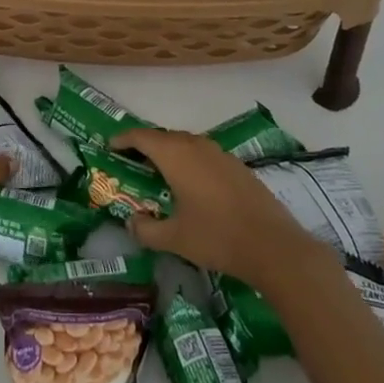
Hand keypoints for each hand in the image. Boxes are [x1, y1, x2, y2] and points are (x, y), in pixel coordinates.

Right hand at [112, 127, 321, 291]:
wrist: (273, 245)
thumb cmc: (217, 237)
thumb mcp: (174, 239)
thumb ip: (146, 230)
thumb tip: (131, 223)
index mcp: (176, 156)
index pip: (142, 137)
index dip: (123, 139)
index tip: (110, 146)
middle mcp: (196, 146)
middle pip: (164, 137)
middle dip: (145, 146)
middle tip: (131, 162)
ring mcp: (220, 154)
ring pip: (186, 144)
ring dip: (169, 153)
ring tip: (159, 173)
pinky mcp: (237, 166)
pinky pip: (203, 154)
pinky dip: (189, 161)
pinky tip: (192, 185)